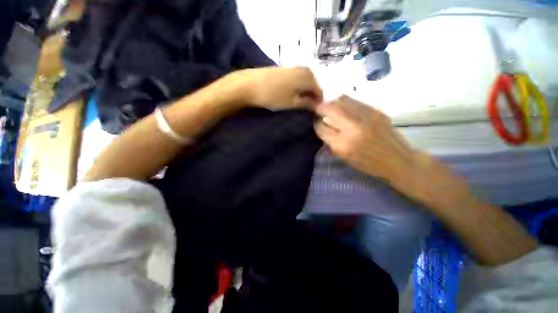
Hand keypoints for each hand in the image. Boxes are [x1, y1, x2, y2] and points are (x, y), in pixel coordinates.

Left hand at [228, 66, 322, 108]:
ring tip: (301, 98)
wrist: (249, 85)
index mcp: (306, 76)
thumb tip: (316, 104)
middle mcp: (301, 68)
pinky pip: (296, 76)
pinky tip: (293, 90)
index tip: (317, 108)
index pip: (318, 88)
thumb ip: (306, 102)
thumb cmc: (273, 96)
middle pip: (312, 81)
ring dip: (305, 88)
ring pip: (304, 78)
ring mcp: (291, 67)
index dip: (318, 99)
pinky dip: (298, 84)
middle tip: (309, 104)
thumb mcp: (292, 102)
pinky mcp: (282, 68)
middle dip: (313, 93)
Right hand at [314, 95, 469, 212]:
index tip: (315, 122)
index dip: (316, 124)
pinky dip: (345, 103)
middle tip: (318, 109)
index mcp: (342, 145)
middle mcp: (352, 128)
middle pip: (330, 110)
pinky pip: (354, 102)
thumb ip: (332, 142)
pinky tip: (345, 108)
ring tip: (331, 106)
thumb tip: (323, 129)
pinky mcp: (376, 111)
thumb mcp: (345, 158)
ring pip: (342, 101)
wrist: (398, 161)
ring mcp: (365, 117)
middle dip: (320, 108)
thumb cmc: (369, 164)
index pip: (321, 128)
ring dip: (333, 103)